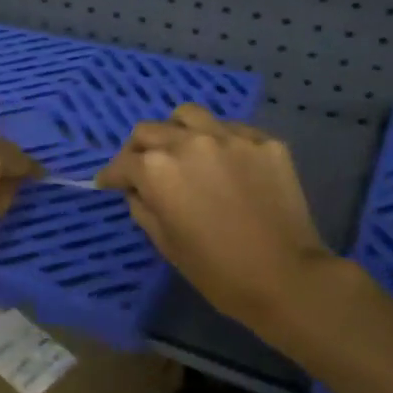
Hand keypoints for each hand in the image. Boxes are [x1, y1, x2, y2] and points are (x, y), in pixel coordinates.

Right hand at [96, 104, 336, 332]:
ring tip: (182, 151)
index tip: (108, 183)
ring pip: (188, 116)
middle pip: (149, 131)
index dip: (111, 176)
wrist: (285, 277)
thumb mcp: (165, 243)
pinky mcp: (264, 141)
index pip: (123, 163)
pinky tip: (223, 163)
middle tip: (141, 169)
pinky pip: (230, 128)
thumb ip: (143, 207)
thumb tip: (138, 190)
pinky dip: (217, 141)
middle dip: (138, 150)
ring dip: (176, 131)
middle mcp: (189, 142)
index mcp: (157, 169)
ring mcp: (230, 136)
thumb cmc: (216, 270)